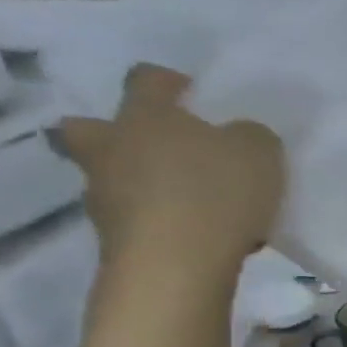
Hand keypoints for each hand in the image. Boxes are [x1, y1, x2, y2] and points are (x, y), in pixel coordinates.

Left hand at [57, 63, 283, 278]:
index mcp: (145, 116)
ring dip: (138, 187)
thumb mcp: (259, 153)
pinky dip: (156, 226)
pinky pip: (133, 223)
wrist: (175, 266)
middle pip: (88, 129)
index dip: (168, 83)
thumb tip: (240, 137)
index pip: (146, 80)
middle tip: (153, 150)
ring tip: (189, 208)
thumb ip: (251, 137)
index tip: (194, 97)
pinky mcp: (112, 241)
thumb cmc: (215, 194)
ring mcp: (104, 197)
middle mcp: (111, 149)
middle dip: (112, 134)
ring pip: (110, 180)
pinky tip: (194, 240)